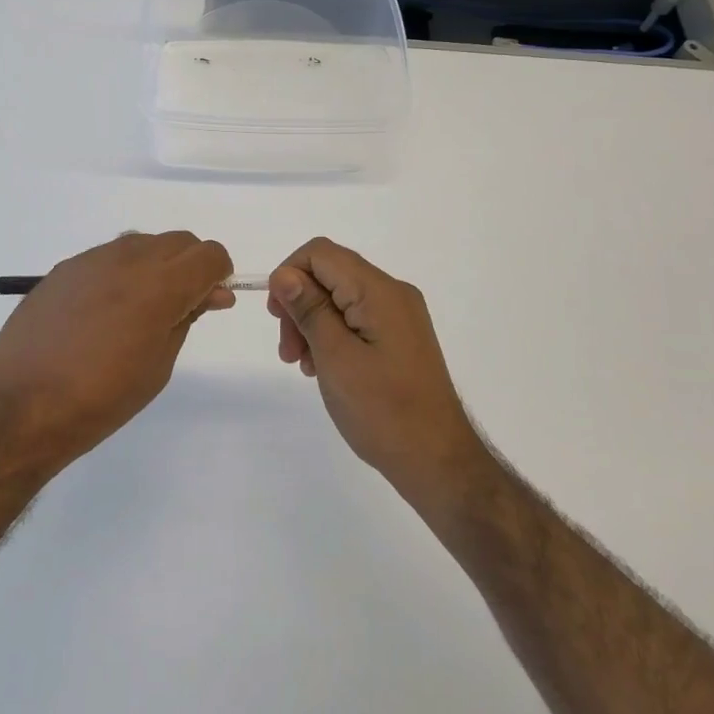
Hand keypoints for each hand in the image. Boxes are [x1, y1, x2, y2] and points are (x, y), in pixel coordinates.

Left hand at [0, 231, 233, 478]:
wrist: (19, 407)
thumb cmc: (100, 399)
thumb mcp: (158, 366)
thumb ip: (187, 319)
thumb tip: (212, 293)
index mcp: (159, 286)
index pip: (209, 255)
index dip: (219, 275)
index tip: (211, 301)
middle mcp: (128, 260)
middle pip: (180, 241)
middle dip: (191, 266)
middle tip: (181, 307)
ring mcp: (92, 259)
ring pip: (144, 243)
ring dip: (157, 265)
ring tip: (140, 310)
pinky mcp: (65, 268)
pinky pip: (109, 256)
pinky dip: (122, 271)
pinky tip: (104, 311)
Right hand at [268, 238, 487, 509]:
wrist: (437, 461)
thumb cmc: (383, 410)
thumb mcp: (335, 357)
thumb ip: (309, 309)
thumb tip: (284, 274)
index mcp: (379, 291)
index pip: (321, 253)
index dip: (289, 275)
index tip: (276, 317)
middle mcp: (393, 293)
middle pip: (330, 274)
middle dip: (299, 304)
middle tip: (288, 352)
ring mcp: (400, 315)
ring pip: (340, 297)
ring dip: (312, 323)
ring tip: (304, 365)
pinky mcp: (400, 336)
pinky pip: (356, 318)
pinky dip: (333, 335)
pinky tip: (324, 369)